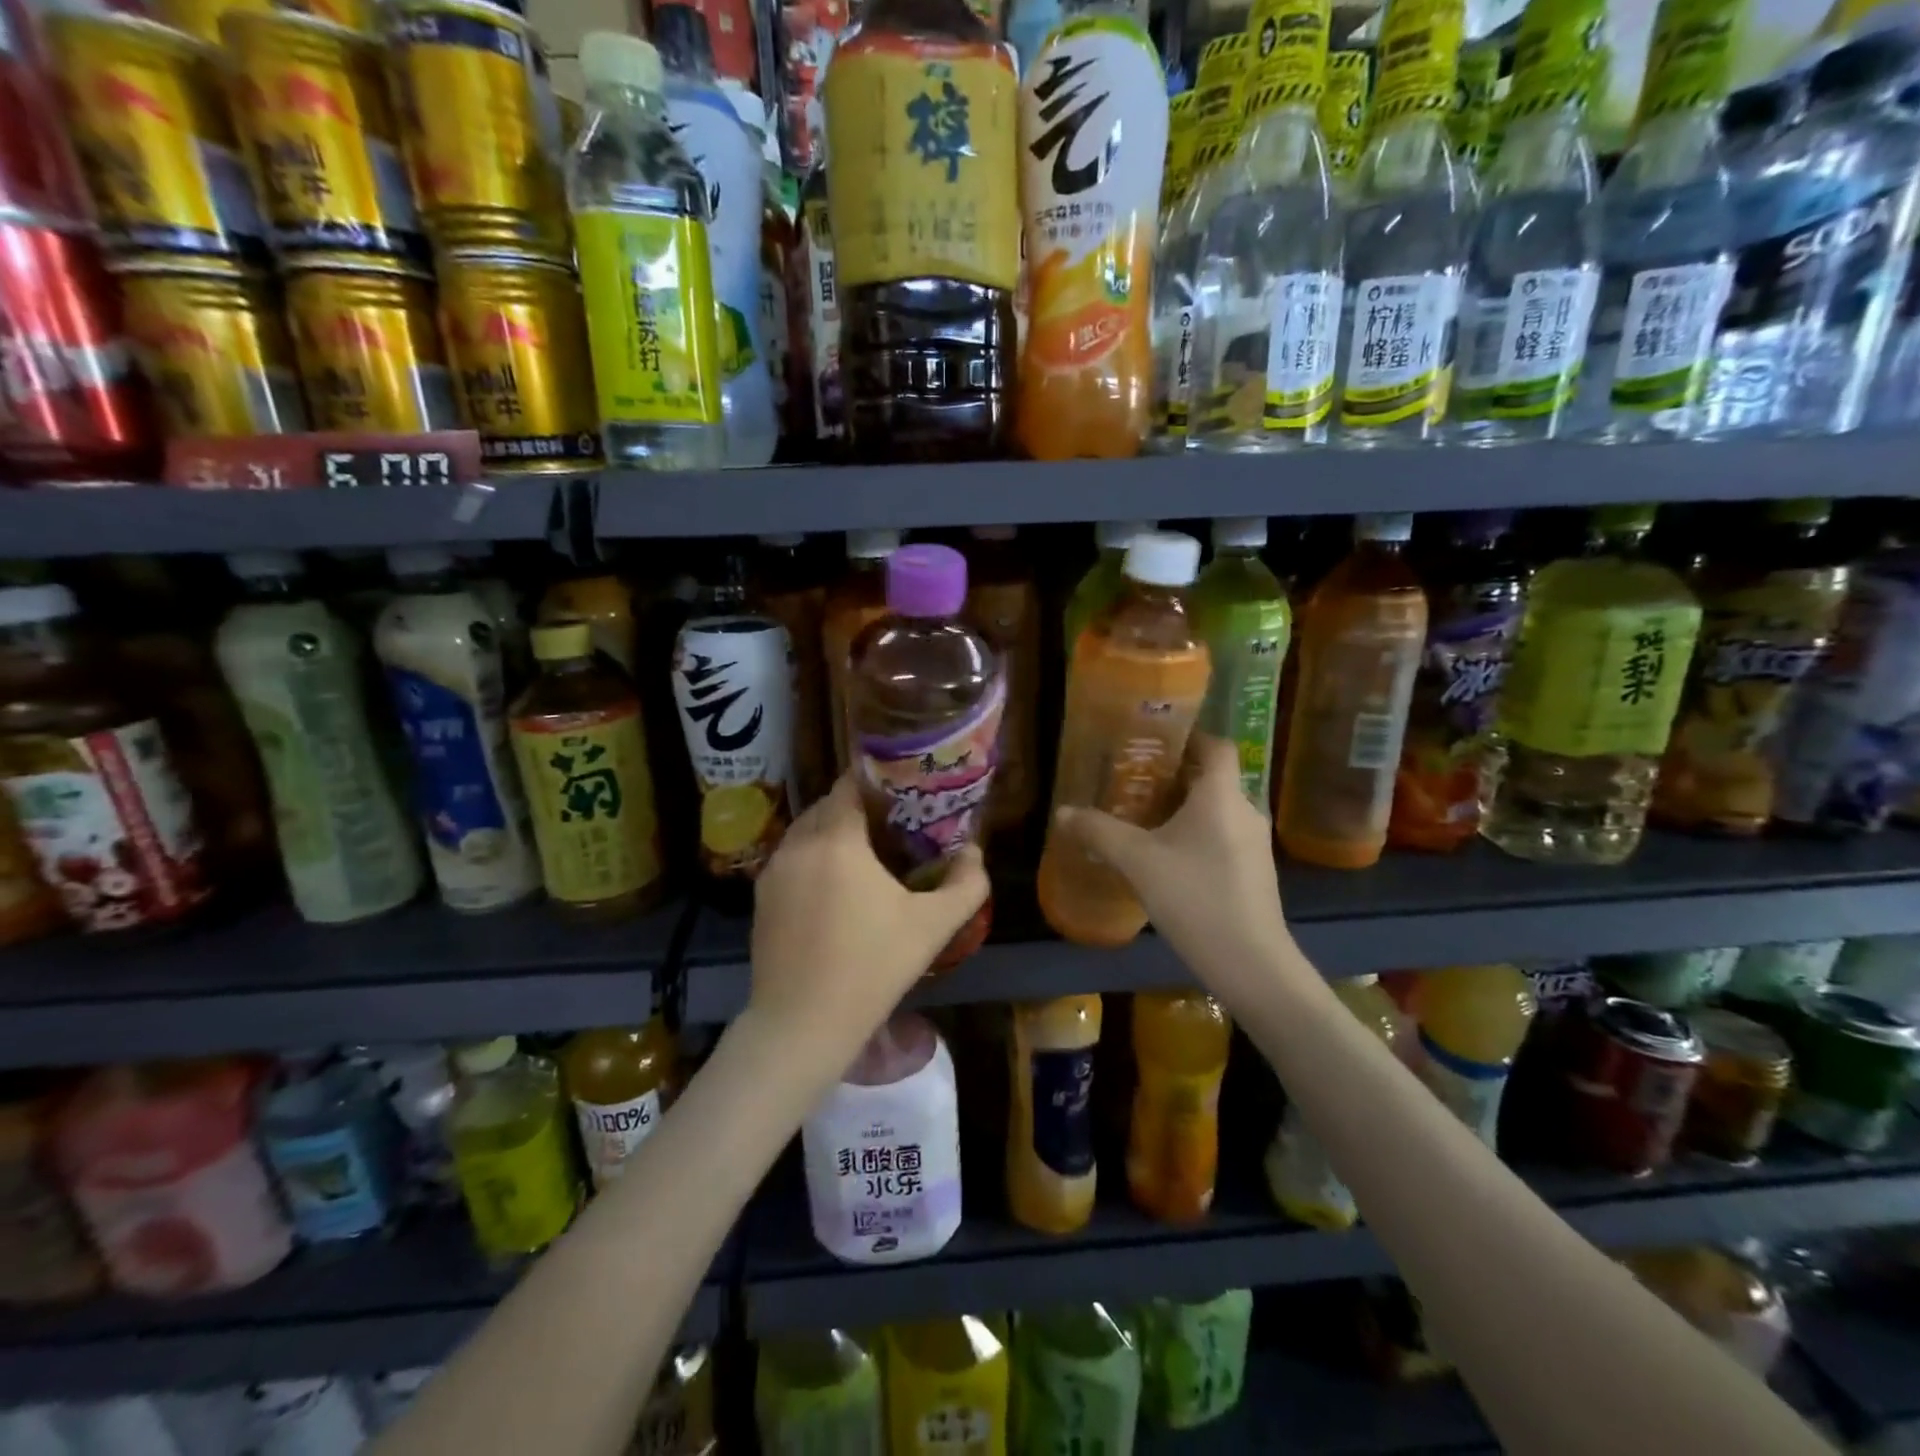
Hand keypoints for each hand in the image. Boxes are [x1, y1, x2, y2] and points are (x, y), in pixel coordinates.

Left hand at [749, 774, 988, 1072]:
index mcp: (836, 839)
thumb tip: (974, 853)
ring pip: (805, 832)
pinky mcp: (761, 898)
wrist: (801, 1025)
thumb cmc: (871, 968)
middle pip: (827, 806)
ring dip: (832, 833)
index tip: (902, 794)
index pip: (849, 785)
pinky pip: (791, 859)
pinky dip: (812, 858)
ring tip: (865, 856)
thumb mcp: (932, 927)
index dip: (876, 782)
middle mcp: (798, 844)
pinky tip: (835, 889)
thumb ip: (966, 885)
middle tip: (891, 825)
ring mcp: (773, 872)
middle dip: (857, 808)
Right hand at [1054, 735, 1304, 1009]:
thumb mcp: (1137, 862)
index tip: (1154, 740)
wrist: (1251, 963)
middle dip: (1175, 774)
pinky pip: (1222, 834)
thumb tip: (1062, 813)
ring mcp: (1254, 843)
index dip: (1189, 736)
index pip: (1216, 745)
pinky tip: (1167, 855)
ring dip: (1184, 806)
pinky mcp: (1253, 871)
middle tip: (1134, 777)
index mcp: (1222, 795)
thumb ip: (1098, 832)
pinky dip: (1196, 832)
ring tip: (1143, 814)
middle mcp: (1244, 810)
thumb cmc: (1195, 897)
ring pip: (1217, 808)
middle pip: (1212, 777)